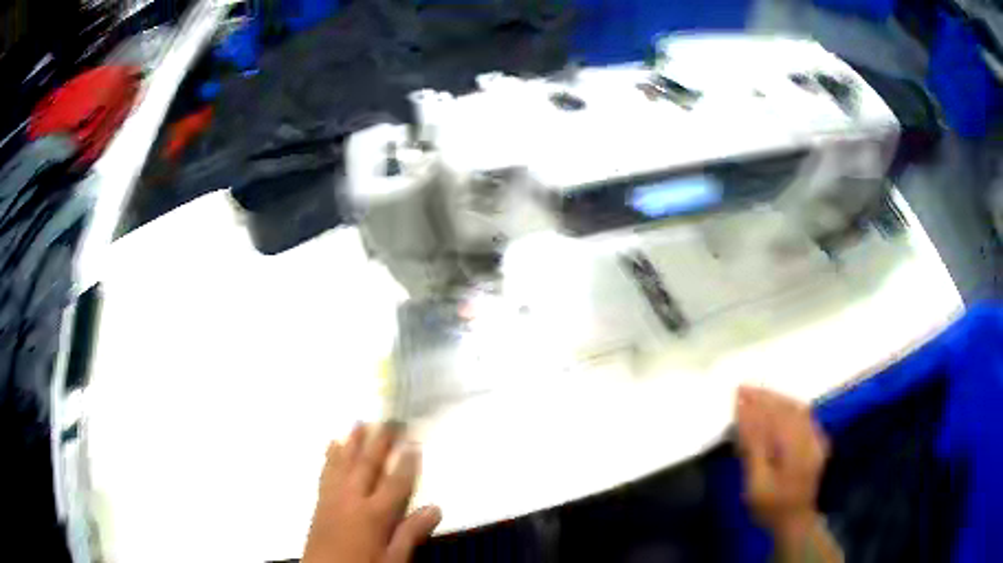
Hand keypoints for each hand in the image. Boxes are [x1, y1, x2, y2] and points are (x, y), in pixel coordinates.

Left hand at [303, 423, 441, 562]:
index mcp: (374, 514)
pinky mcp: (320, 501)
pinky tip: (332, 445)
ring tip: (360, 422)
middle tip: (389, 420)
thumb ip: (410, 533)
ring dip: (353, 442)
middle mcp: (353, 499)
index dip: (406, 463)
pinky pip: (327, 472)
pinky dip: (331, 456)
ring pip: (344, 463)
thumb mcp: (393, 559)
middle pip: (368, 466)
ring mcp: (333, 497)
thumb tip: (435, 508)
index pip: (395, 483)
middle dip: (380, 442)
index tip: (413, 441)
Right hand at [734, 387, 829, 543]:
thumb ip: (752, 448)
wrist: (795, 521)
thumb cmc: (770, 507)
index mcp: (796, 451)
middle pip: (788, 409)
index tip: (737, 393)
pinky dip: (790, 405)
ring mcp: (817, 439)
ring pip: (798, 409)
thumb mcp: (755, 484)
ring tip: (758, 393)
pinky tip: (779, 404)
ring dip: (777, 398)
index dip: (756, 405)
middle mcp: (810, 439)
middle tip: (744, 388)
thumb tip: (744, 416)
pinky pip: (805, 415)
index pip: (774, 419)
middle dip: (766, 397)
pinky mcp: (817, 442)